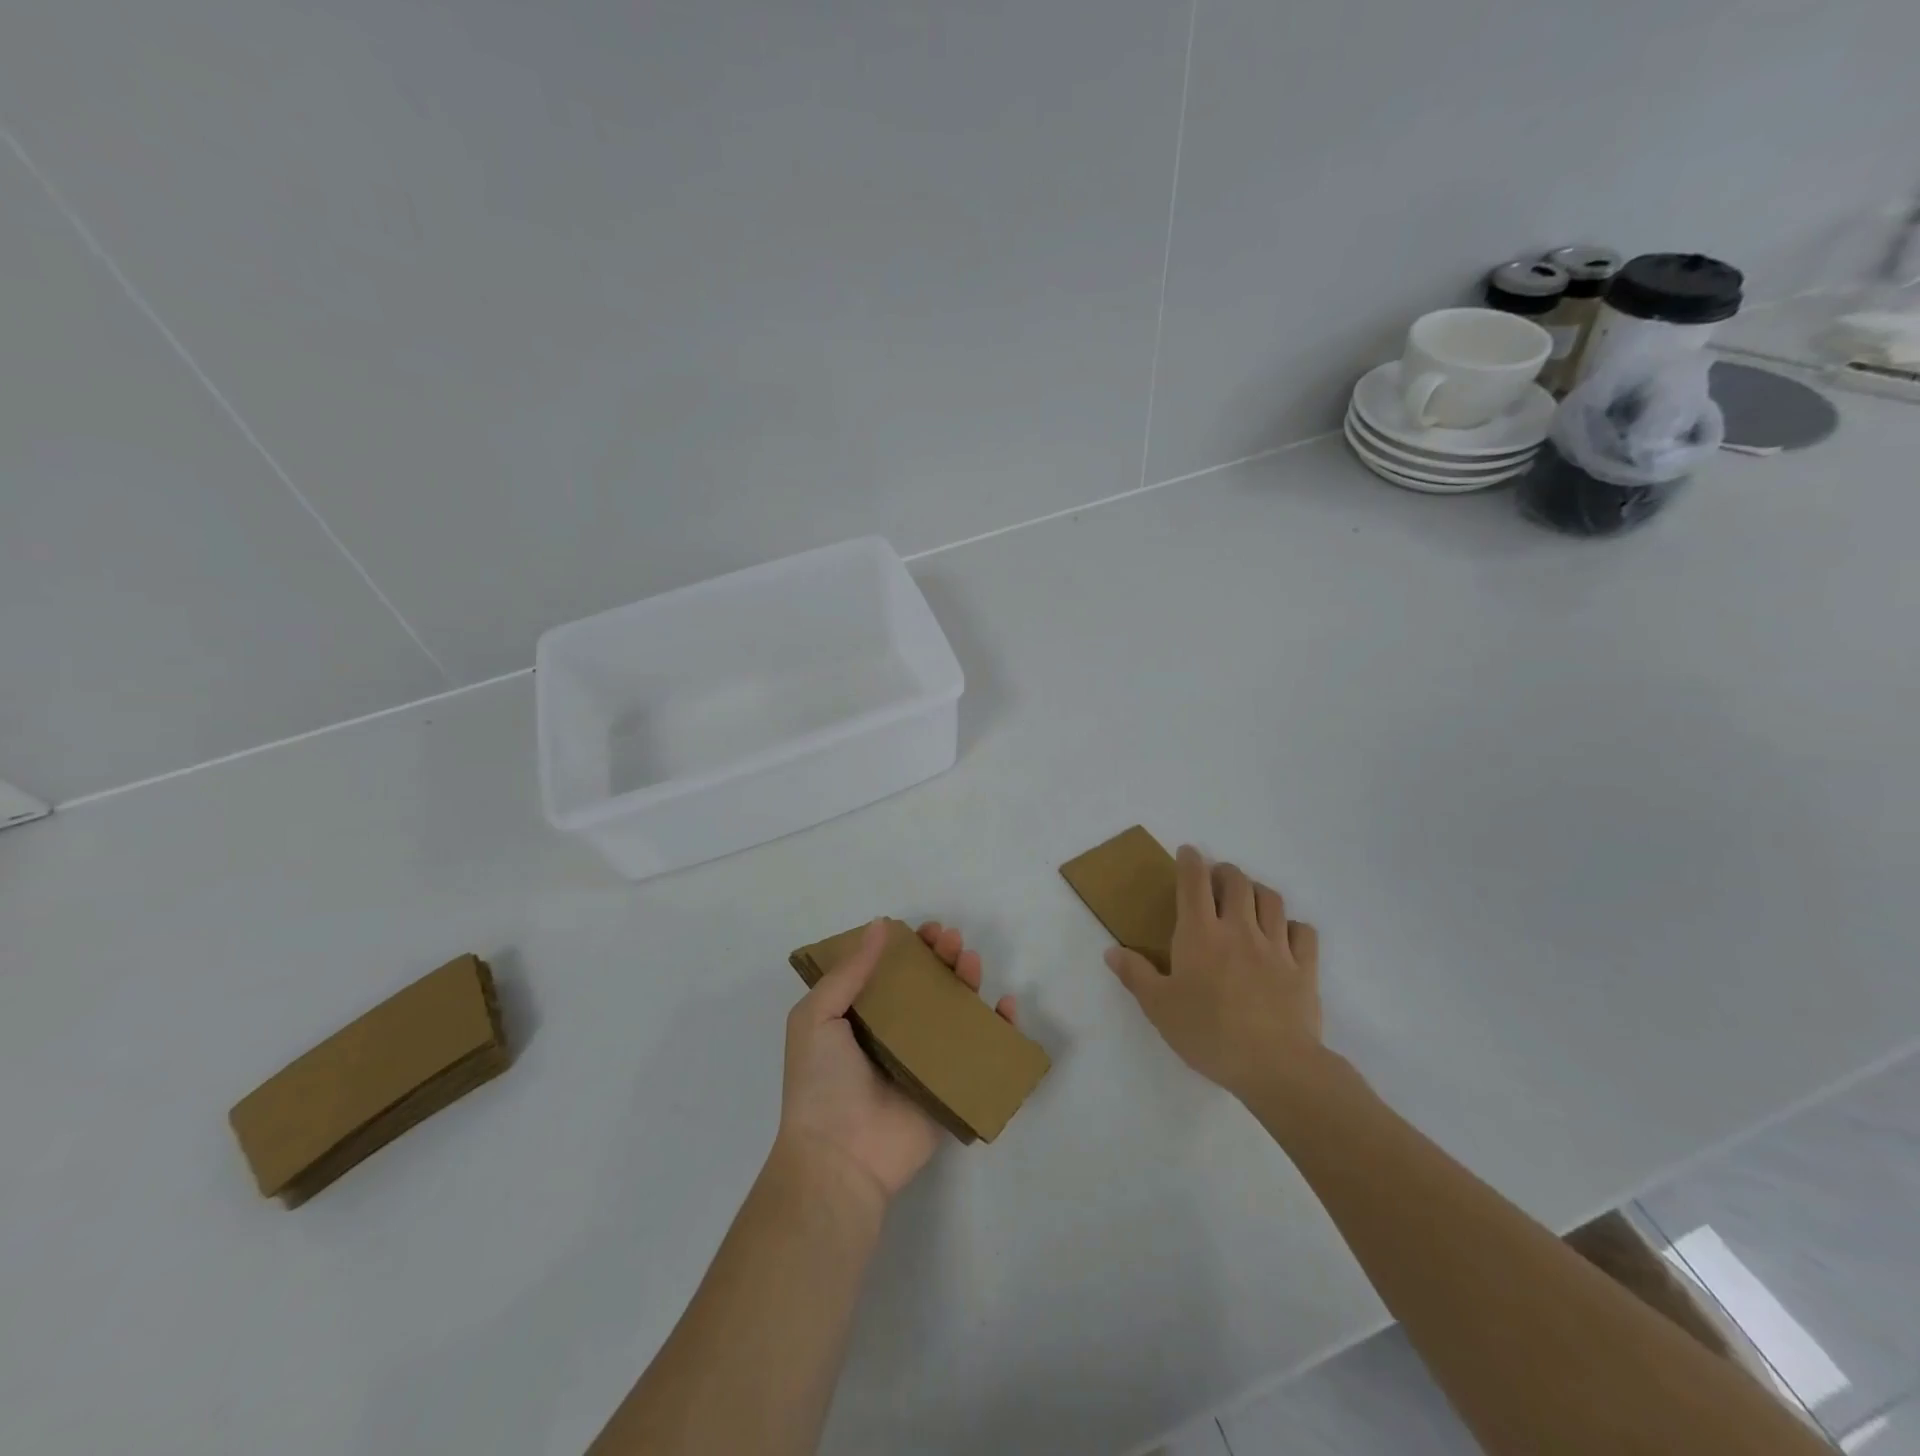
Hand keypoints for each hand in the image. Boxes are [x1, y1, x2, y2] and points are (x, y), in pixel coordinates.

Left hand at [777, 920, 1017, 1205]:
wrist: (840, 1158)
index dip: (908, 948)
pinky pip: (980, 1053)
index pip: (890, 972)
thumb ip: (848, 973)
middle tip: (951, 939)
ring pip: (954, 1012)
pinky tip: (1005, 1006)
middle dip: (941, 958)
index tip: (923, 930)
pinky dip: (999, 1029)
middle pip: (926, 986)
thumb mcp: (816, 1017)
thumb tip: (880, 926)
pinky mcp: (949, 1087)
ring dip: (967, 981)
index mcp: (860, 1018)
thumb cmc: (821, 1083)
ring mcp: (924, 1061)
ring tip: (971, 960)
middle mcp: (893, 1034)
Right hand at [1104, 845, 1321, 1101]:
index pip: (1194, 883)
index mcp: (1200, 934)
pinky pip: (1304, 933)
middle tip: (1217, 878)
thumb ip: (1135, 975)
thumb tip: (1111, 951)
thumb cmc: (1208, 1033)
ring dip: (1257, 891)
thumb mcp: (1159, 1007)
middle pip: (1237, 882)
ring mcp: (1276, 947)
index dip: (1190, 862)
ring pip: (1271, 900)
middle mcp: (1239, 929)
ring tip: (1249, 899)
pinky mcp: (1304, 968)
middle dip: (1225, 872)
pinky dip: (1293, 926)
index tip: (1188, 851)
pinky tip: (1285, 934)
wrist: (1275, 1065)